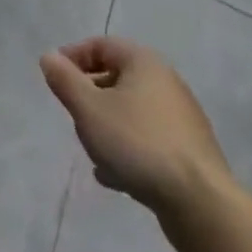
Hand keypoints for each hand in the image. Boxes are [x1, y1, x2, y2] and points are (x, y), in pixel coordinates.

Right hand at [40, 37, 237, 251]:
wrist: (202, 206)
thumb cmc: (138, 143)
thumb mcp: (88, 108)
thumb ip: (64, 80)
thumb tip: (49, 57)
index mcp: (144, 62)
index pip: (100, 45)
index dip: (73, 57)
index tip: (54, 78)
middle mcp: (166, 83)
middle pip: (116, 79)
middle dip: (90, 97)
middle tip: (74, 116)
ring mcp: (182, 121)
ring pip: (131, 114)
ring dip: (108, 128)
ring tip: (92, 151)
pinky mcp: (190, 156)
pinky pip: (148, 142)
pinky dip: (128, 151)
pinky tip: (113, 176)